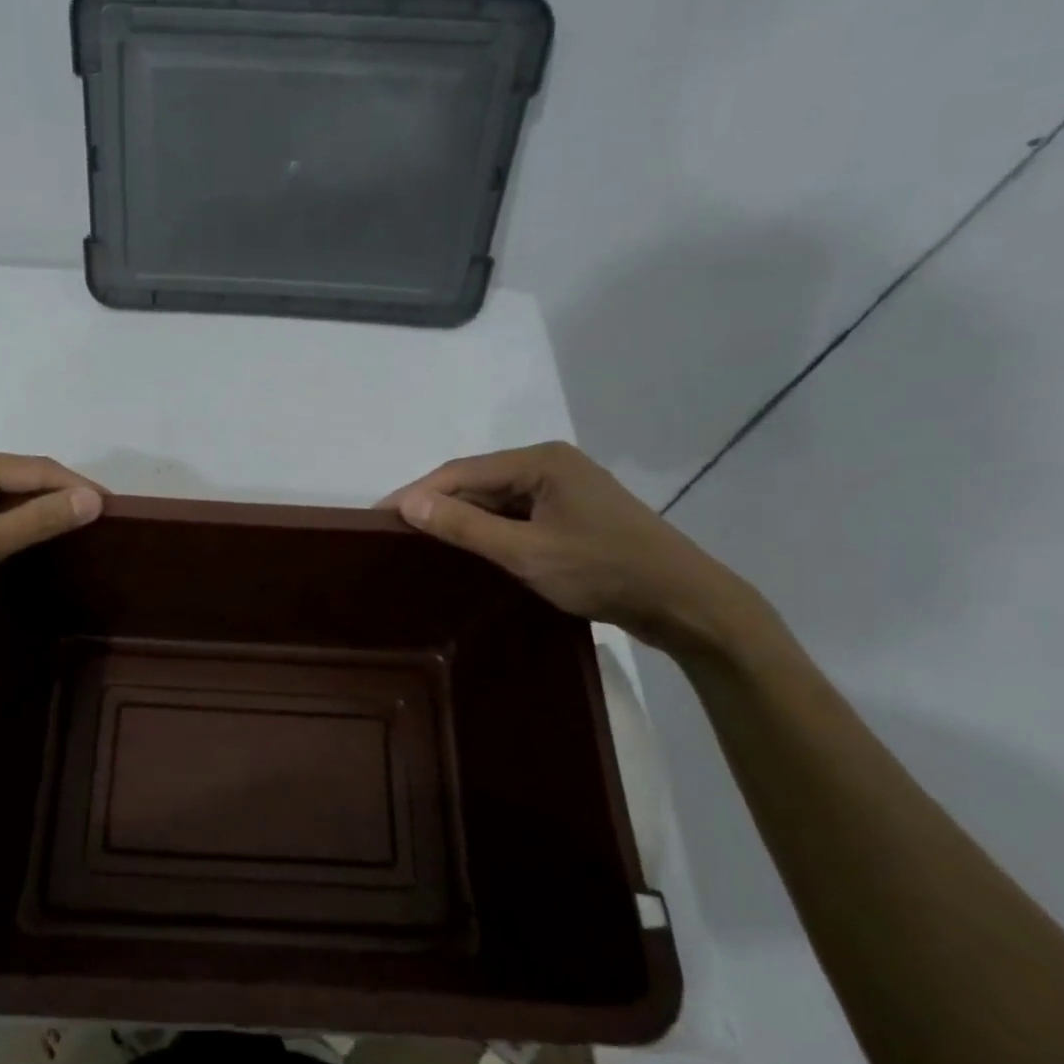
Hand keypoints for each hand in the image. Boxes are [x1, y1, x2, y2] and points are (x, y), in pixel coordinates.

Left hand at [0, 445, 103, 647]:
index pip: (40, 469)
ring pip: (1, 496)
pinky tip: (20, 544)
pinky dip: (6, 524)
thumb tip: (93, 499)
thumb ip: (36, 520)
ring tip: (68, 537)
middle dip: (58, 499)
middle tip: (95, 528)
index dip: (80, 487)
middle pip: (21, 478)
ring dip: (33, 513)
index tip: (114, 510)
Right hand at [382, 442, 767, 654]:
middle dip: (437, 504)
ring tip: (420, 542)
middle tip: (394, 533)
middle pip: (478, 481)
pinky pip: (516, 515)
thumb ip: (466, 527)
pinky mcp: (572, 515)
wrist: (686, 603)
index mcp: (541, 461)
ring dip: (461, 518)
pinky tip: (468, 549)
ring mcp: (564, 489)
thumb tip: (408, 504)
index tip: (378, 516)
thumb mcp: (527, 553)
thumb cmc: (604, 572)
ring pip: (496, 500)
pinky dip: (489, 530)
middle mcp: (550, 464)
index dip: (417, 492)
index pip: (461, 471)